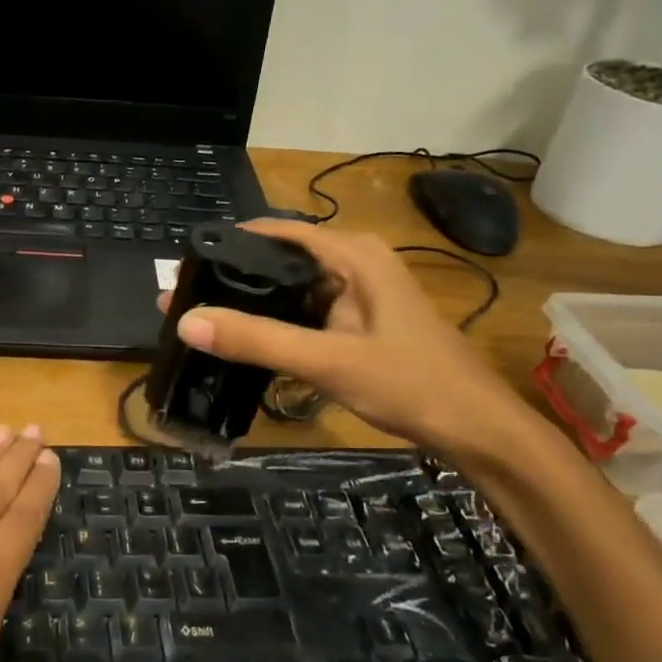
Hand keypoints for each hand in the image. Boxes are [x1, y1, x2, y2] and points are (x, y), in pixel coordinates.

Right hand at [160, 218, 525, 450]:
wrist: (477, 429)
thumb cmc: (411, 383)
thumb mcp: (328, 360)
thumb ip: (258, 340)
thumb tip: (186, 320)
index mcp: (352, 255)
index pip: (276, 232)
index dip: (229, 244)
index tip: (185, 267)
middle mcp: (353, 265)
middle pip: (280, 261)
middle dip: (233, 279)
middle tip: (183, 301)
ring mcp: (357, 296)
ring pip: (291, 291)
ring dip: (252, 306)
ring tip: (202, 321)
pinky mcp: (357, 324)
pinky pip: (305, 316)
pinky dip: (276, 326)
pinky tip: (246, 345)